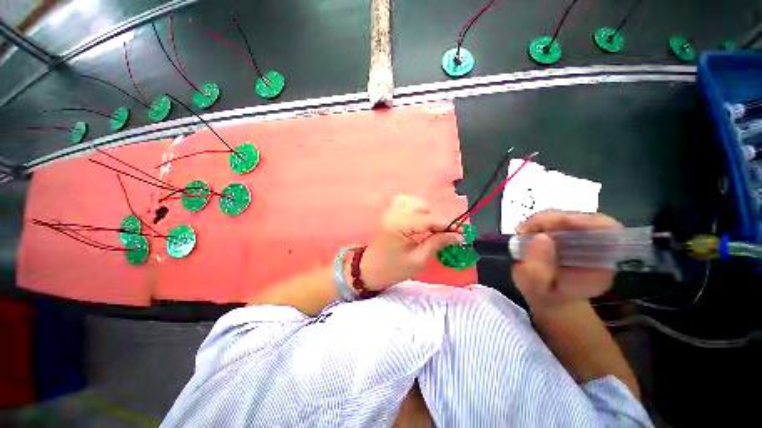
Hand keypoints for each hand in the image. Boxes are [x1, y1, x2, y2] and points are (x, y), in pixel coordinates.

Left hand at [359, 195, 463, 290]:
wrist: (369, 270)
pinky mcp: (389, 213)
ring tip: (430, 229)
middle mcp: (394, 213)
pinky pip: (405, 202)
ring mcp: (390, 211)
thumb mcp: (418, 260)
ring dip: (426, 213)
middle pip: (423, 206)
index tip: (462, 233)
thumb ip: (437, 243)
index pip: (429, 219)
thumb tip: (457, 236)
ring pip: (415, 201)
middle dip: (436, 219)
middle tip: (443, 235)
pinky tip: (418, 220)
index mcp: (399, 226)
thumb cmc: (393, 269)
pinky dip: (415, 209)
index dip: (447, 225)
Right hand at [511, 210, 621, 309]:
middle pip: (584, 219)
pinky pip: (555, 219)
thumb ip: (538, 269)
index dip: (590, 222)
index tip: (564, 221)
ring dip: (542, 220)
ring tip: (523, 232)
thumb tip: (540, 237)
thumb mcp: (536, 288)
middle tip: (527, 229)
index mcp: (600, 265)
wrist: (547, 296)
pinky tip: (525, 231)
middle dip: (554, 219)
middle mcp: (596, 247)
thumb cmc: (545, 295)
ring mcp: (581, 238)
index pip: (610, 232)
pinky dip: (538, 222)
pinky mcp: (567, 233)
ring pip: (567, 216)